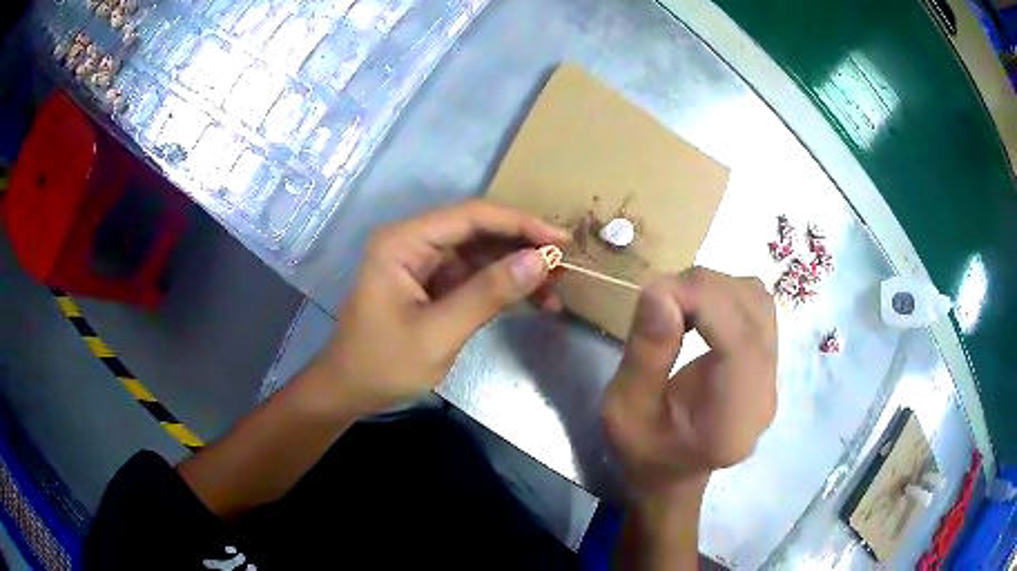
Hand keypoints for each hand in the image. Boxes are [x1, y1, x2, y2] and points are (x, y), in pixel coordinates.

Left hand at [313, 200, 568, 414]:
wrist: (350, 391)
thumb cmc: (383, 364)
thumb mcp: (438, 333)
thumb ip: (488, 294)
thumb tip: (541, 259)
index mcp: (404, 242)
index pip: (471, 216)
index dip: (520, 223)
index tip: (561, 240)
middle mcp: (413, 241)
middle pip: (478, 230)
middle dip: (523, 246)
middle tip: (565, 267)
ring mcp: (423, 262)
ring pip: (480, 252)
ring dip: (517, 267)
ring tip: (556, 288)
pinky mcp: (431, 283)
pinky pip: (474, 274)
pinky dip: (502, 286)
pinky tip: (532, 300)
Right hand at [602, 268, 777, 500]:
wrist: (672, 473)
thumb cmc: (644, 450)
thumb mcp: (625, 410)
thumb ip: (646, 354)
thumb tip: (659, 290)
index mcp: (733, 419)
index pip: (741, 341)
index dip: (703, 301)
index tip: (655, 293)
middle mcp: (765, 393)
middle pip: (754, 313)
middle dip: (705, 290)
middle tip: (659, 298)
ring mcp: (772, 376)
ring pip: (759, 302)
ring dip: (716, 288)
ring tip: (678, 303)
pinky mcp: (767, 362)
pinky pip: (757, 309)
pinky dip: (725, 295)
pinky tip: (699, 312)